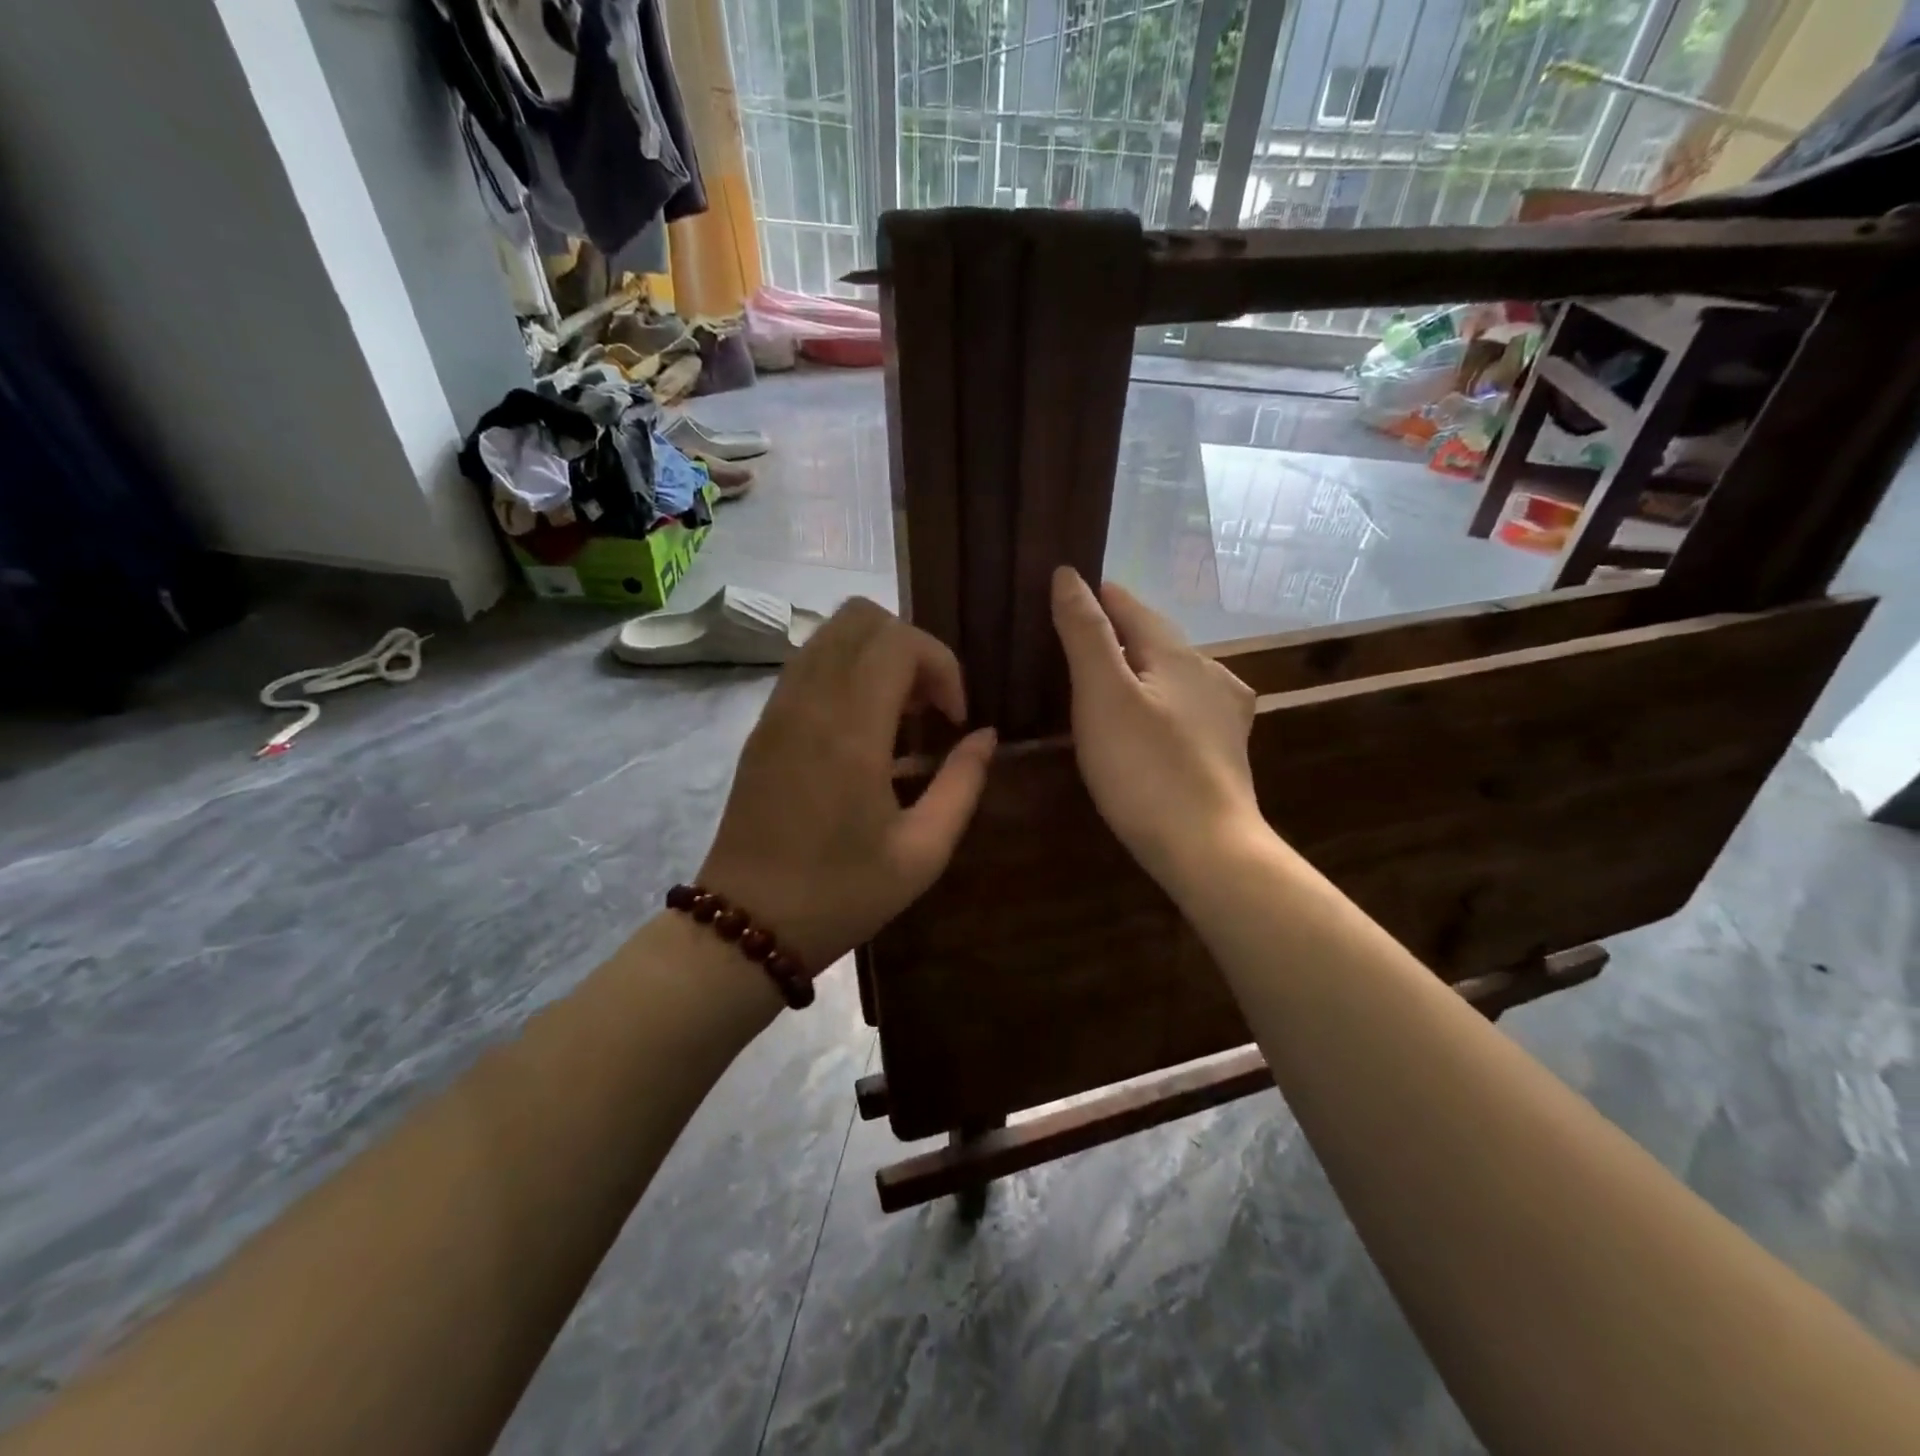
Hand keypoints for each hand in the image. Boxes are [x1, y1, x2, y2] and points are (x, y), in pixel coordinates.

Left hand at [698, 598, 995, 971]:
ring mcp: (777, 709)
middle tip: (928, 707)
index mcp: (850, 731)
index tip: (953, 719)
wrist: (746, 924)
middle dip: (910, 647)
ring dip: (876, 656)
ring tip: (899, 716)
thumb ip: (963, 784)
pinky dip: (845, 671)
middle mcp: (808, 702)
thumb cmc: (841, 894)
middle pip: (861, 617)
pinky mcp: (762, 724)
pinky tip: (862, 729)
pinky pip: (808, 663)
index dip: (942, 665)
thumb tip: (985, 736)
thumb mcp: (922, 852)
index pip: (899, 641)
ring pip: (830, 633)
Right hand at [1050, 567, 1261, 889]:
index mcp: (1180, 654)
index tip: (1063, 591)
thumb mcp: (1103, 695)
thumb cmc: (1146, 769)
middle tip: (1070, 639)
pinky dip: (1157, 703)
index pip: (1131, 606)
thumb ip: (1086, 633)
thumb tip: (1068, 574)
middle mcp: (1210, 674)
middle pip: (1154, 640)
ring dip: (1139, 669)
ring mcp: (1224, 715)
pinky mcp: (1225, 752)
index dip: (1096, 596)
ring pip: (1172, 676)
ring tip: (1102, 680)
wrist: (1208, 850)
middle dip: (1116, 634)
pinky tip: (1148, 721)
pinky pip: (1183, 710)